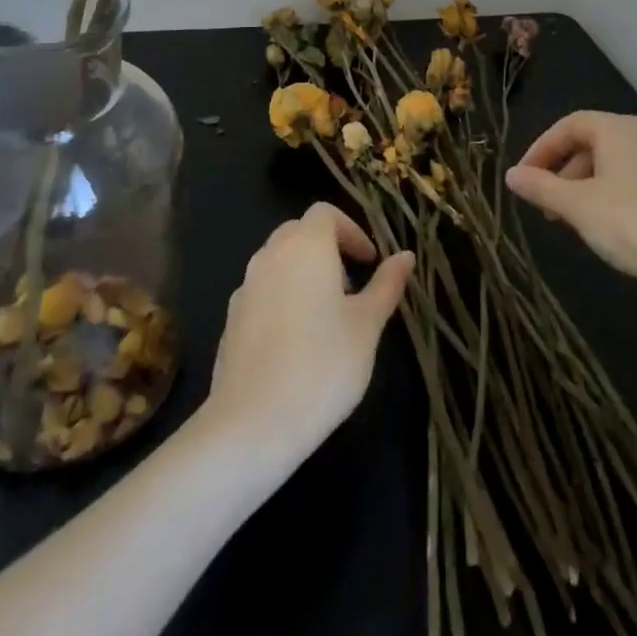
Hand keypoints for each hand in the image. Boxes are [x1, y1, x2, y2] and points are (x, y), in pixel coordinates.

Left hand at [203, 202, 414, 466]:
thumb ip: (386, 285)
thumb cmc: (323, 366)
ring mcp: (245, 287)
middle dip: (327, 248)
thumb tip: (405, 256)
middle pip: (299, 232)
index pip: (325, 213)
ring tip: (326, 315)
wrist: (253, 423)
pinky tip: (296, 341)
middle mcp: (270, 256)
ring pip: (277, 261)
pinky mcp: (231, 319)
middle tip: (351, 285)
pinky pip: (261, 291)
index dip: (351, 230)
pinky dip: (282, 297)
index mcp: (306, 246)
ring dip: (303, 272)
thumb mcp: (367, 326)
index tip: (369, 261)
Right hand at [506, 111, 636, 303]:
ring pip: (610, 163)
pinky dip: (607, 194)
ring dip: (582, 186)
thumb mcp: (577, 207)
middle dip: (561, 171)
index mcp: (617, 129)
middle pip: (590, 142)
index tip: (524, 178)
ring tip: (570, 220)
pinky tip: (604, 226)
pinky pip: (631, 179)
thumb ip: (541, 187)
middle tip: (544, 204)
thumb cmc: (631, 225)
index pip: (568, 125)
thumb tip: (510, 175)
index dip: (541, 148)